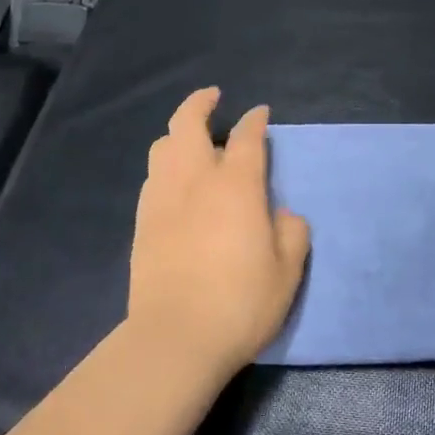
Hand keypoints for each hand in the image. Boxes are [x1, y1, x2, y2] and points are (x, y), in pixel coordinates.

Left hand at [127, 88, 310, 380]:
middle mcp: (195, 178)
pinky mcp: (143, 221)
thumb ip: (291, 233)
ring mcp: (163, 197)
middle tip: (213, 97)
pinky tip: (176, 181)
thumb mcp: (287, 271)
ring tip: (192, 139)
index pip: (246, 137)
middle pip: (188, 122)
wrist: (175, 337)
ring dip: (178, 132)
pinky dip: (166, 165)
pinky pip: (153, 176)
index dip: (255, 120)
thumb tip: (282, 215)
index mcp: (236, 184)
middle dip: (201, 103)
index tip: (260, 113)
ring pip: (163, 146)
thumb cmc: (240, 302)